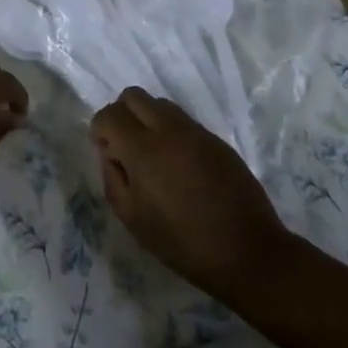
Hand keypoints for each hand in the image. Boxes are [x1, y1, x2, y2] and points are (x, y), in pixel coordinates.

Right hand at [91, 88, 290, 302]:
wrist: (248, 252)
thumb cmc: (182, 242)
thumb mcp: (132, 219)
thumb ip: (112, 178)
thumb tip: (111, 154)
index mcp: (143, 149)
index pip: (110, 114)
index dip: (99, 130)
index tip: (107, 154)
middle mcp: (168, 129)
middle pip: (133, 96)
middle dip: (121, 114)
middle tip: (125, 147)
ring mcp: (196, 132)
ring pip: (160, 104)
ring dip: (147, 120)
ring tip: (153, 156)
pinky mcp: (217, 140)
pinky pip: (184, 121)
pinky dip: (171, 132)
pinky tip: (179, 166)